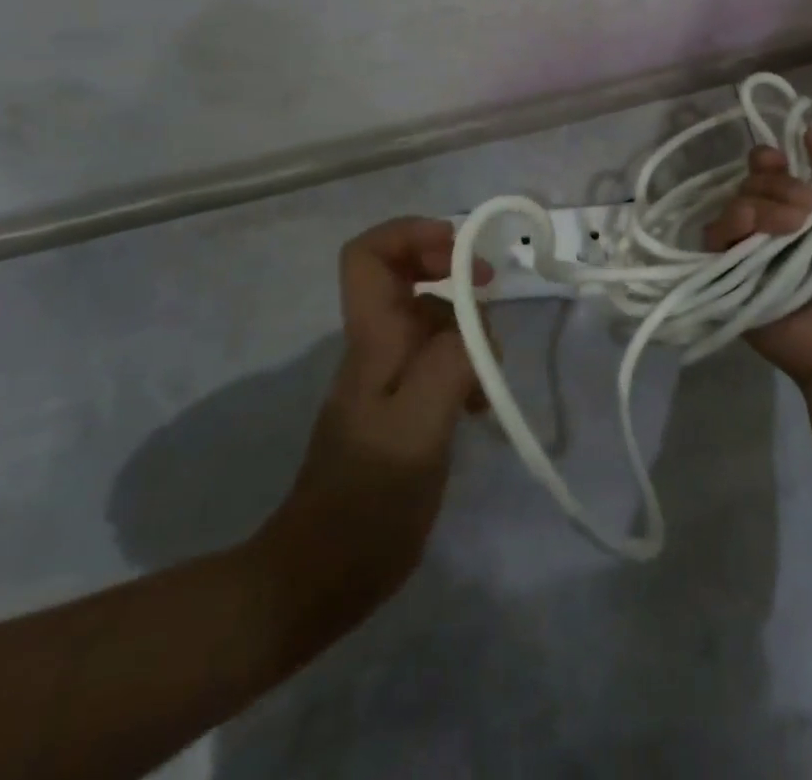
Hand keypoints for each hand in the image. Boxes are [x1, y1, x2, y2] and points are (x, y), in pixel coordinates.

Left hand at [247, 218, 490, 643]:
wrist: (321, 577)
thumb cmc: (368, 501)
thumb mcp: (418, 429)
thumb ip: (450, 365)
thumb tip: (476, 326)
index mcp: (372, 339)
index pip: (368, 254)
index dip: (412, 233)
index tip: (461, 253)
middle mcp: (377, 346)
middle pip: (405, 274)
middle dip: (451, 271)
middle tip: (489, 292)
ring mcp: (388, 376)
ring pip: (430, 318)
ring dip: (467, 328)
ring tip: (489, 372)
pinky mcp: (402, 405)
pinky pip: (438, 359)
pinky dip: (465, 364)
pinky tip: (478, 403)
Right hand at [705, 125, 811, 388]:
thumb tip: (810, 129)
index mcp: (797, 206)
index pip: (767, 168)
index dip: (770, 159)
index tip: (785, 160)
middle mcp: (767, 222)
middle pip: (750, 181)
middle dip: (778, 186)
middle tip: (808, 210)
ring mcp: (744, 248)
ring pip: (733, 203)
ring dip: (762, 205)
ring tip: (792, 228)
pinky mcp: (724, 273)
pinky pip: (713, 235)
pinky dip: (732, 226)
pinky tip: (755, 234)